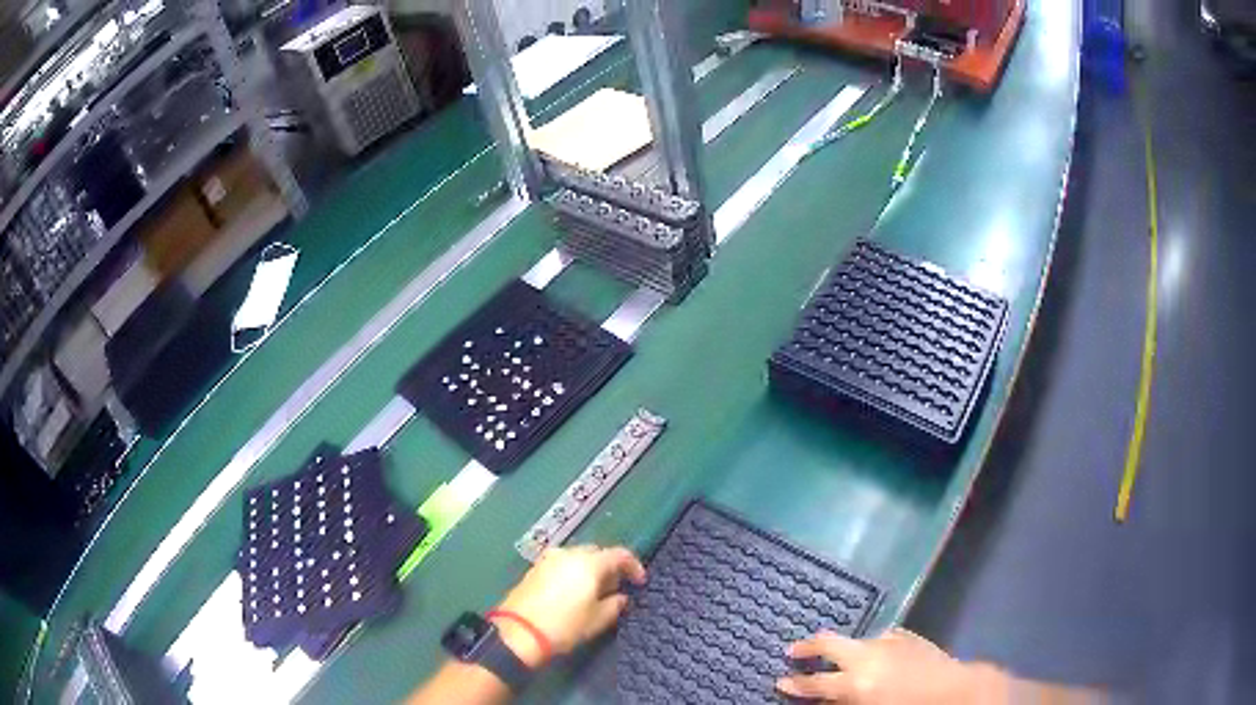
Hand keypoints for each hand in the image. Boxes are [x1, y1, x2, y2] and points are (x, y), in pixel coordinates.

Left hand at [494, 545, 646, 667]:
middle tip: (615, 587)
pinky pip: (562, 564)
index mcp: (589, 563)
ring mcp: (549, 559)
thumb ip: (615, 605)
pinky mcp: (534, 568)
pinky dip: (572, 572)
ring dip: (589, 569)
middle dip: (609, 567)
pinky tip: (572, 591)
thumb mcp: (597, 620)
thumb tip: (621, 597)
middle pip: (597, 552)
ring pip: (577, 557)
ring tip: (594, 591)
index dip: (634, 566)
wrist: (519, 631)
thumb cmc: (564, 625)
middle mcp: (569, 554)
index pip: (620, 554)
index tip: (639, 582)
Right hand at [777, 628, 1010, 703]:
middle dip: (807, 647)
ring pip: (857, 639)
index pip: (815, 683)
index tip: (780, 682)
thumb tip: (826, 699)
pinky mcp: (907, 636)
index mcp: (856, 681)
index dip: (795, 684)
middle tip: (793, 651)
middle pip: (829, 644)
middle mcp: (868, 656)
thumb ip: (843, 702)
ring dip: (844, 649)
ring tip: (838, 657)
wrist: (953, 691)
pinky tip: (877, 655)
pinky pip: (882, 639)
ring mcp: (889, 642)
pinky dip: (872, 647)